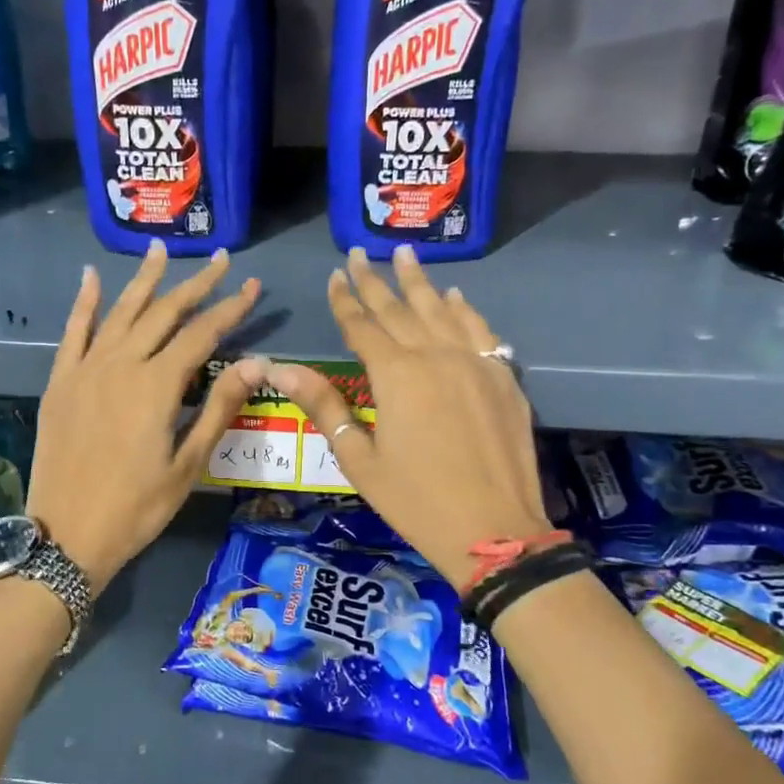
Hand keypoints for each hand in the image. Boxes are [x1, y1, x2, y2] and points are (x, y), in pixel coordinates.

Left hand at [28, 242, 265, 590]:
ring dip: (144, 280)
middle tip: (220, 259)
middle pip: (163, 313)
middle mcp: (121, 364)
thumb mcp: (188, 464)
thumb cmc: (137, 508)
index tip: (252, 285)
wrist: (66, 535)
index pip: (202, 334)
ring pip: (120, 312)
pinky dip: (83, 302)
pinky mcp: (60, 382)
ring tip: (161, 249)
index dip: (230, 308)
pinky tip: (90, 277)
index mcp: (157, 386)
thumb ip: (220, 407)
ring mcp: (85, 369)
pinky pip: (73, 332)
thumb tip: (258, 363)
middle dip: (195, 284)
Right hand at [260, 246, 549, 589]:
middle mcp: (435, 355)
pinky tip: (455, 296)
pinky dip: (464, 309)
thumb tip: (280, 368)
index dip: (344, 300)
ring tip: (405, 253)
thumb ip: (324, 406)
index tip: (335, 276)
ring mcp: (475, 362)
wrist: (493, 530)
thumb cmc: (415, 500)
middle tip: (361, 253)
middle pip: (400, 309)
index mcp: (395, 375)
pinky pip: (480, 330)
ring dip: (420, 282)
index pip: (362, 325)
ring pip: (442, 310)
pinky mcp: (503, 376)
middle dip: (376, 280)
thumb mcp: (359, 458)